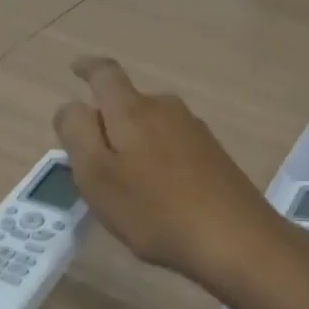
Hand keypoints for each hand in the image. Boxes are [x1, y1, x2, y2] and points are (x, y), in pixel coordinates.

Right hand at [53, 57, 295, 294]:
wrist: (236, 240)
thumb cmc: (154, 210)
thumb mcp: (97, 176)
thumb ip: (77, 133)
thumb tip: (71, 106)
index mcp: (132, 110)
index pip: (105, 74)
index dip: (87, 68)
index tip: (76, 68)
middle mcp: (165, 109)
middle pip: (127, 102)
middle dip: (107, 121)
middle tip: (91, 158)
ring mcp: (194, 130)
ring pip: (150, 125)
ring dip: (133, 143)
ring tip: (124, 183)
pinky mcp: (213, 154)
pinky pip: (171, 144)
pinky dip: (156, 158)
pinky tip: (157, 193)